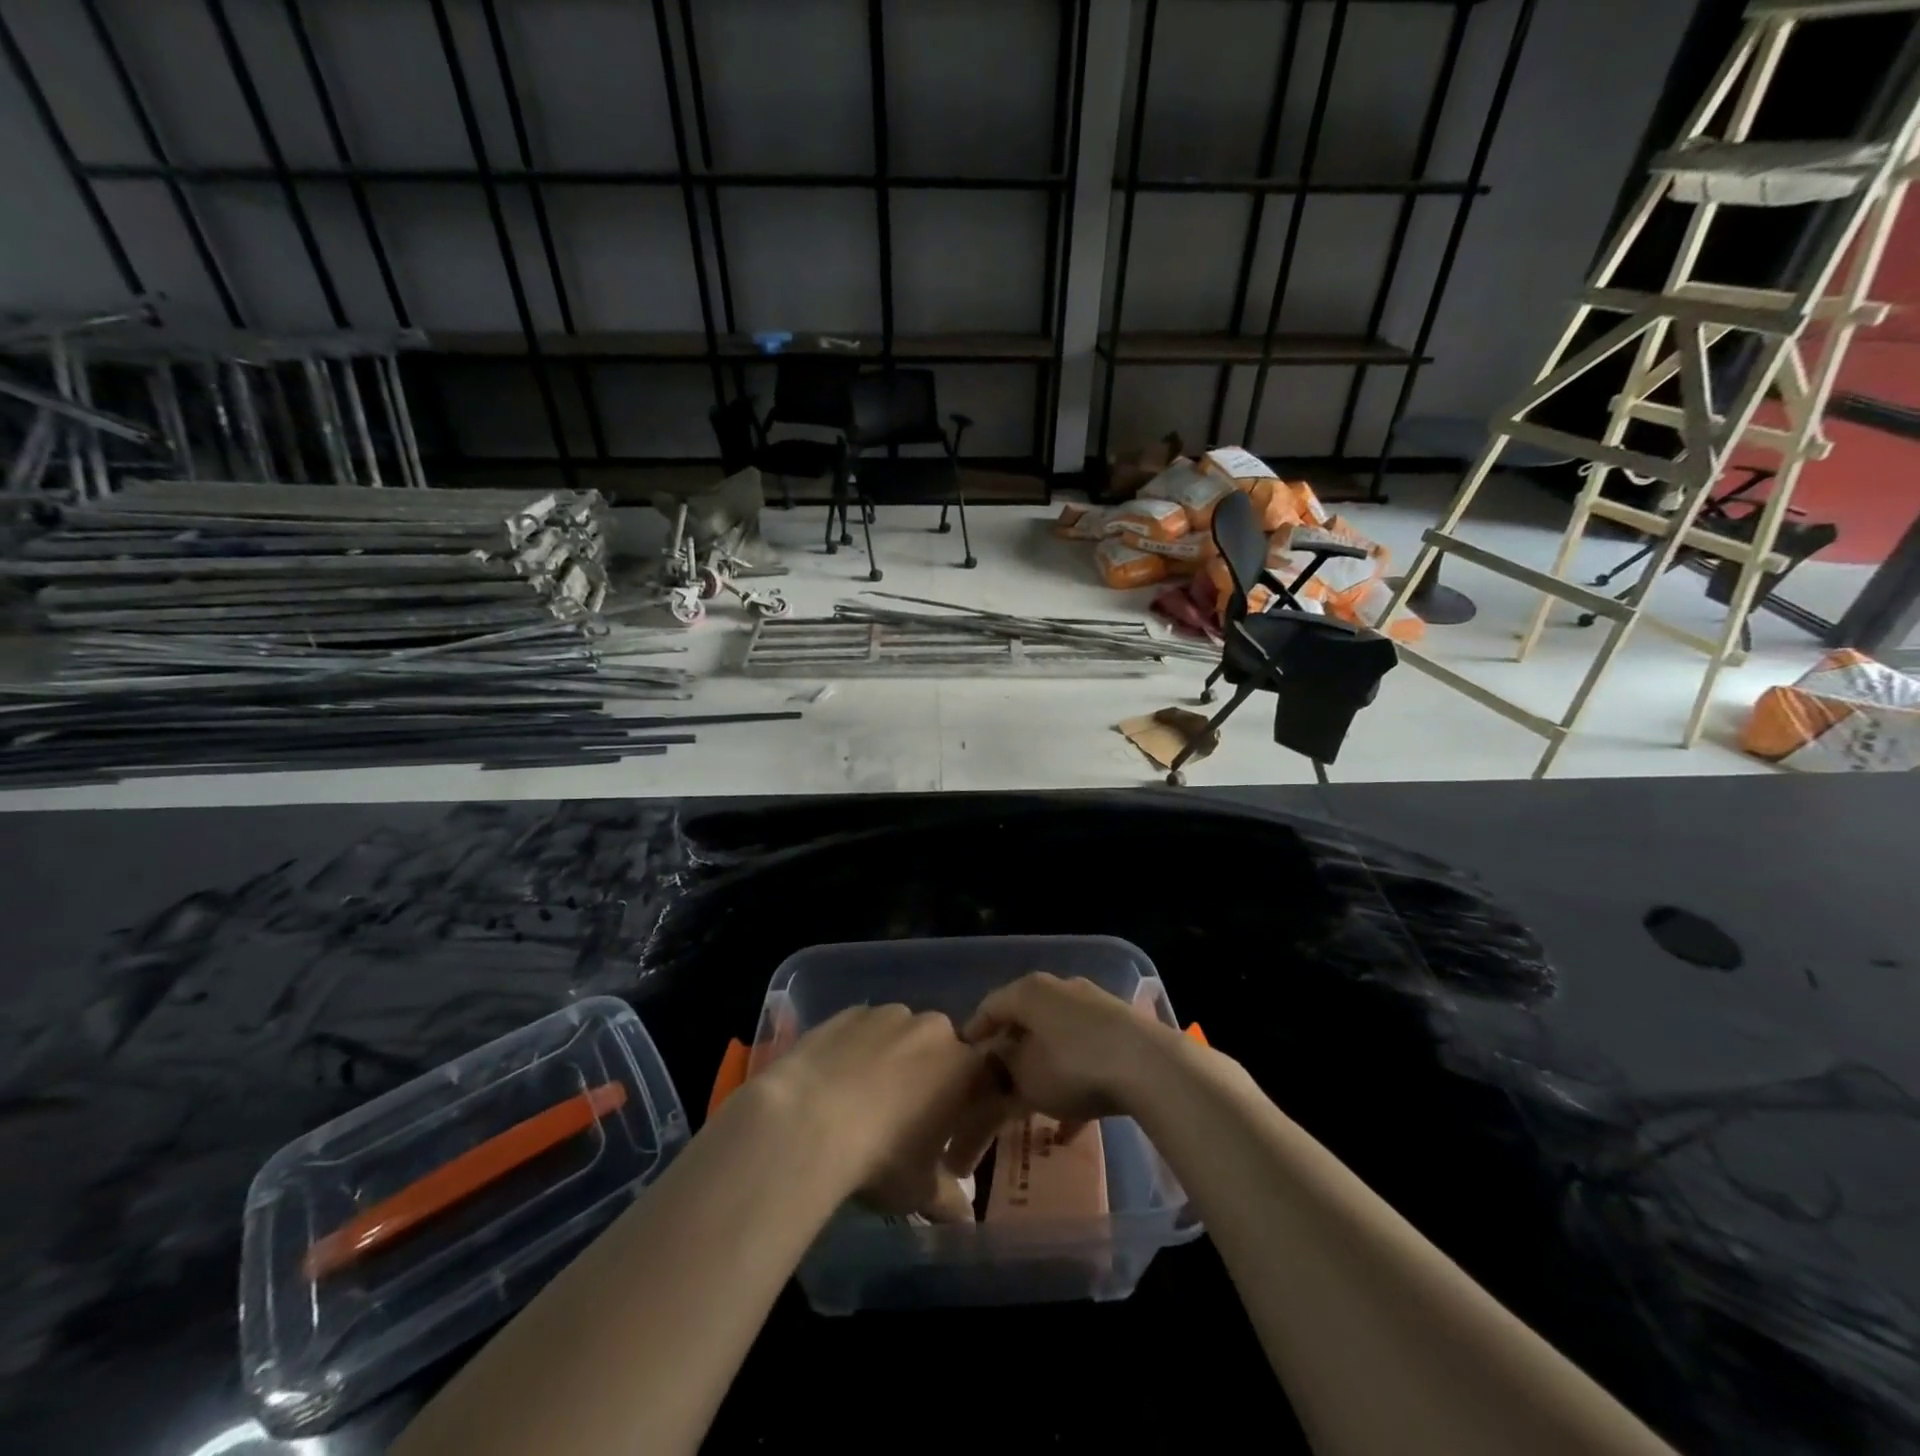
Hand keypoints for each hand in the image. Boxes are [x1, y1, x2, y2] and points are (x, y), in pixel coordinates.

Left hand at [756, 1004, 1002, 1222]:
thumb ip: (948, 1198)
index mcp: (965, 1066)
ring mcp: (888, 1014)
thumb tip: (964, 1214)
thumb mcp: (920, 1191)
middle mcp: (933, 1028)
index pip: (985, 1081)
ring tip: (865, 1101)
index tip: (951, 1139)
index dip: (970, 1109)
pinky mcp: (847, 1012)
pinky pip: (863, 1031)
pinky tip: (836, 1083)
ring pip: (901, 1037)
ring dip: (894, 1061)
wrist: (807, 1120)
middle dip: (931, 1080)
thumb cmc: (881, 1157)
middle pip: (942, 1052)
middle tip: (908, 1120)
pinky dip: (858, 1051)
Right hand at [960, 973, 1178, 1133]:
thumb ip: (1001, 1074)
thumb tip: (994, 1069)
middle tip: (995, 1083)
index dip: (973, 1036)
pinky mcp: (1120, 1029)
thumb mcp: (1025, 1079)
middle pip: (1024, 1021)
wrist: (1148, 1066)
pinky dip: (1073, 1082)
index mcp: (1029, 991)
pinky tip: (1071, 1126)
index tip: (961, 1064)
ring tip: (1031, 1106)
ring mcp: (1093, 1006)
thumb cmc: (1073, 1066)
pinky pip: (1084, 1054)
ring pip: (1055, 1039)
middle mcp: (1059, 989)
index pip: (989, 1008)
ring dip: (1041, 1070)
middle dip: (1009, 1054)